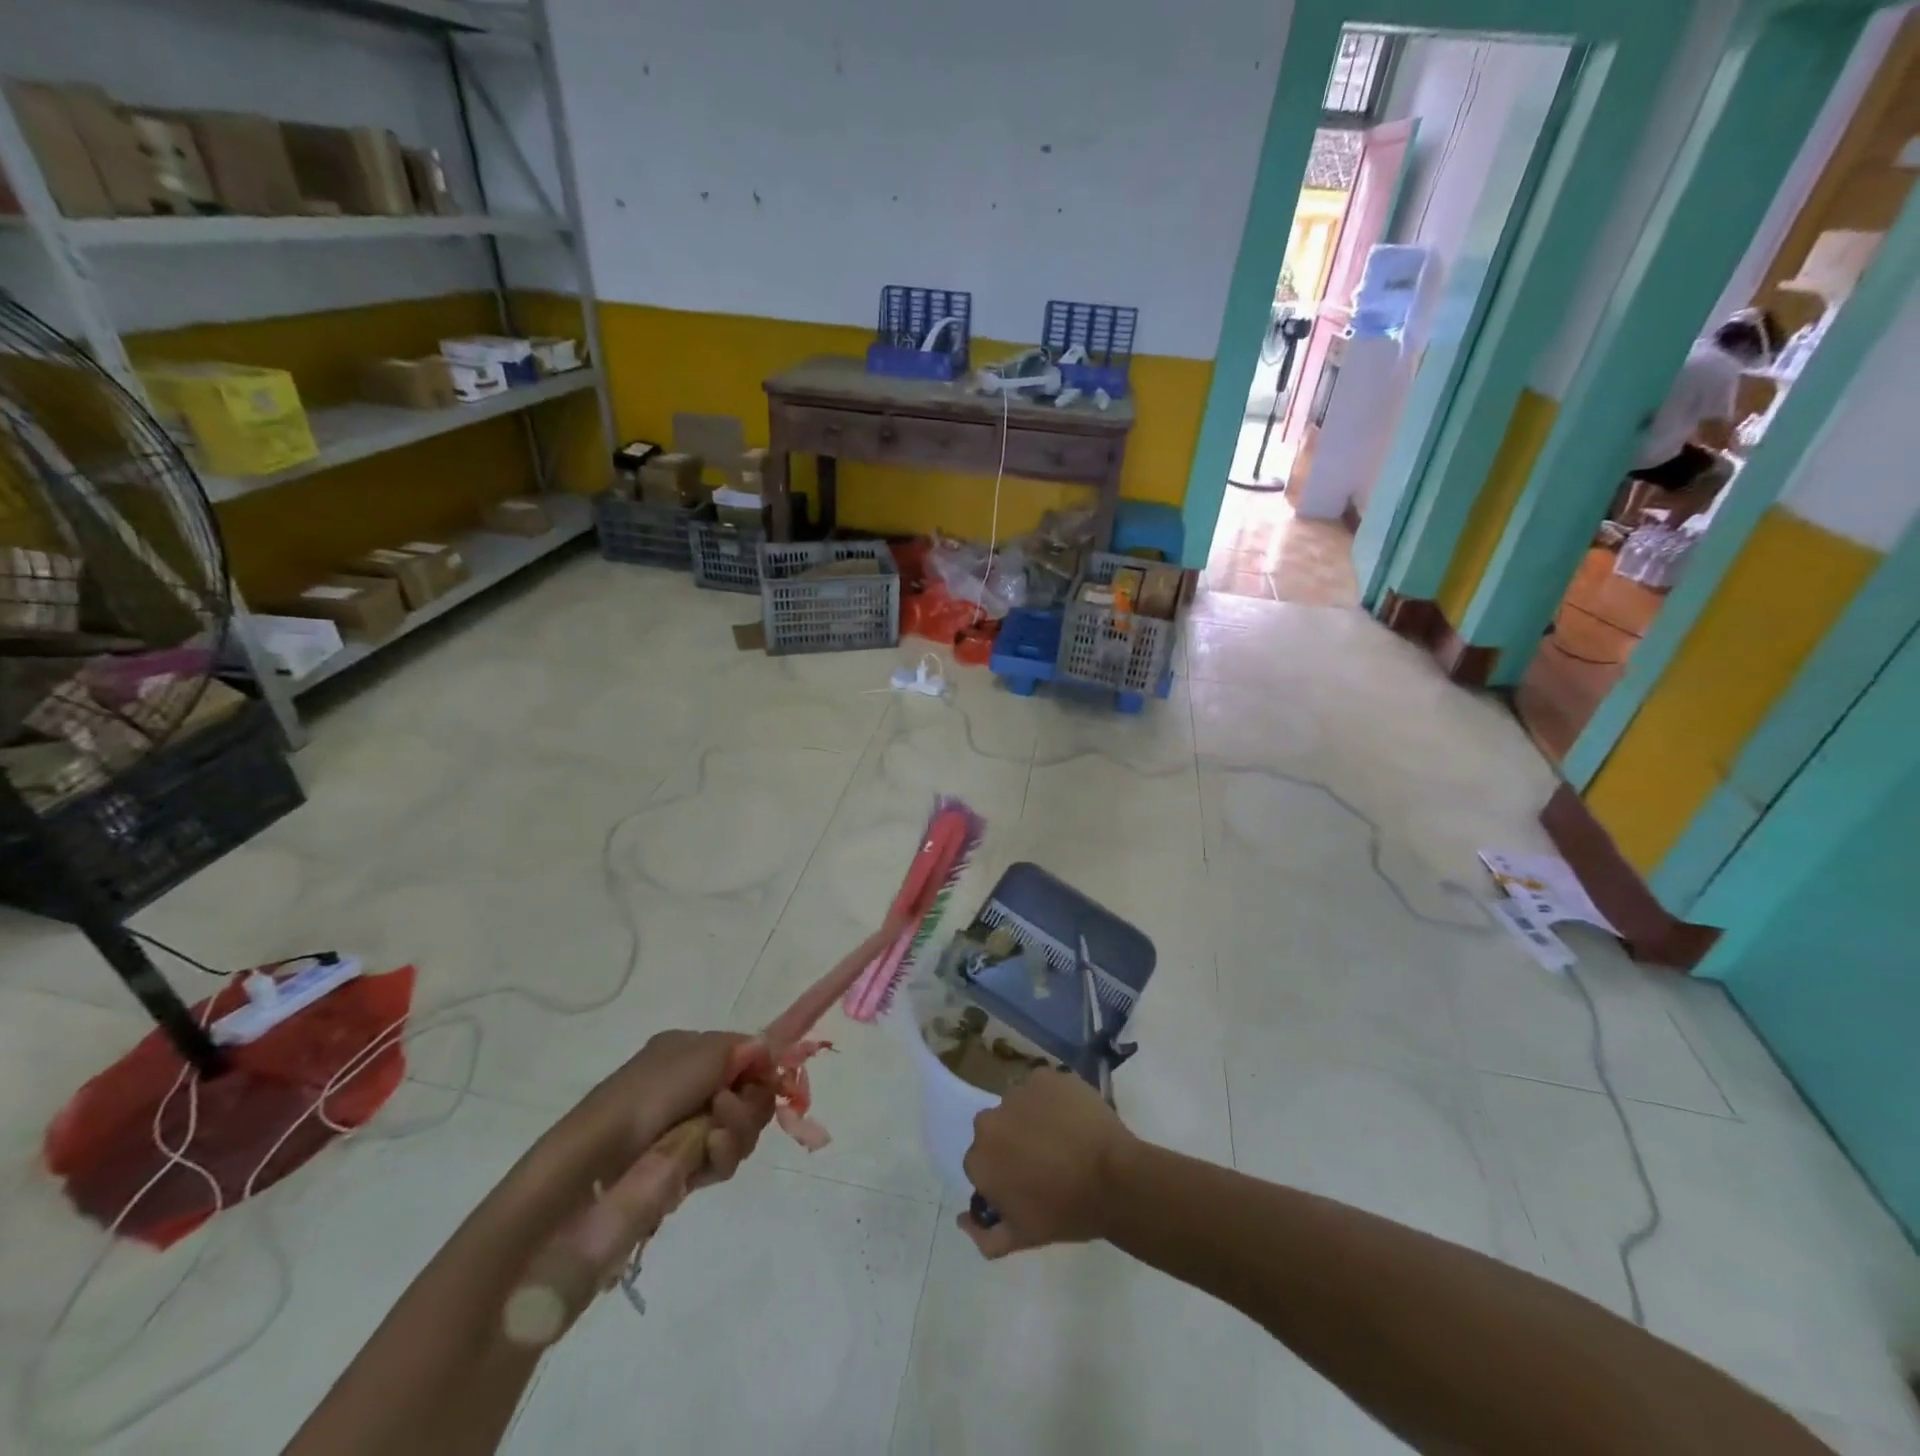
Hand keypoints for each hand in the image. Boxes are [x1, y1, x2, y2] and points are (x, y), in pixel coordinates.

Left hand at [508, 1031, 774, 1341]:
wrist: (596, 1163)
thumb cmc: (648, 1095)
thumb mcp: (701, 1053)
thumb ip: (744, 1047)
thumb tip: (769, 1051)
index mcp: (689, 1052)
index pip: (745, 1055)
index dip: (762, 1067)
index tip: (772, 1078)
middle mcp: (691, 1087)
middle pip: (749, 1094)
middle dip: (750, 1103)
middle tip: (727, 1109)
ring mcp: (688, 1129)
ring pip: (742, 1129)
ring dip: (737, 1130)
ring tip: (713, 1137)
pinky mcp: (685, 1169)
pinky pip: (724, 1159)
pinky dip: (722, 1155)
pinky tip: (707, 1153)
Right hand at [958, 1068, 1135, 1258]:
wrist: (1114, 1179)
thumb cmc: (1067, 1212)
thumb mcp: (1023, 1237)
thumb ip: (984, 1236)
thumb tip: (962, 1219)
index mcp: (980, 1159)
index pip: (982, 1163)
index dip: (1003, 1173)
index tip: (1026, 1183)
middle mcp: (990, 1120)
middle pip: (996, 1129)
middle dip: (1013, 1141)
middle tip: (1044, 1158)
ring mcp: (1019, 1092)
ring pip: (1019, 1105)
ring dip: (1032, 1117)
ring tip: (1063, 1136)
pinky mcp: (1046, 1075)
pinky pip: (1043, 1086)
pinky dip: (1053, 1098)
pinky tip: (1073, 1116)